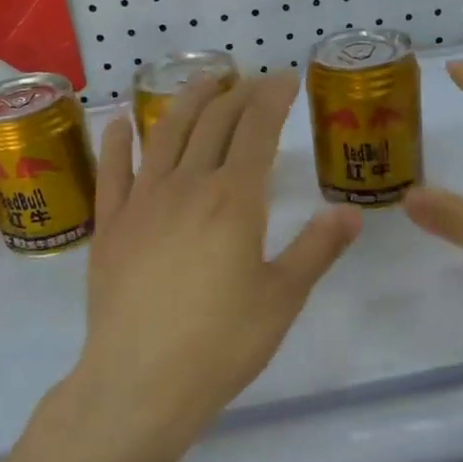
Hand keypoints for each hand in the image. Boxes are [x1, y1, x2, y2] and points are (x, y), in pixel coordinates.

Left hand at [72, 73, 361, 454]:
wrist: (140, 382)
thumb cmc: (221, 344)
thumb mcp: (283, 298)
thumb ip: (317, 248)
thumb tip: (352, 212)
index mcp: (235, 199)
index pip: (257, 129)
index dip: (273, 98)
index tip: (286, 79)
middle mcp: (187, 186)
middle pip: (214, 123)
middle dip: (238, 93)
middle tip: (253, 80)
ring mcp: (143, 202)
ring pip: (165, 134)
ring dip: (186, 101)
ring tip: (203, 80)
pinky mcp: (110, 226)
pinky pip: (113, 171)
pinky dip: (118, 140)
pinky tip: (123, 121)